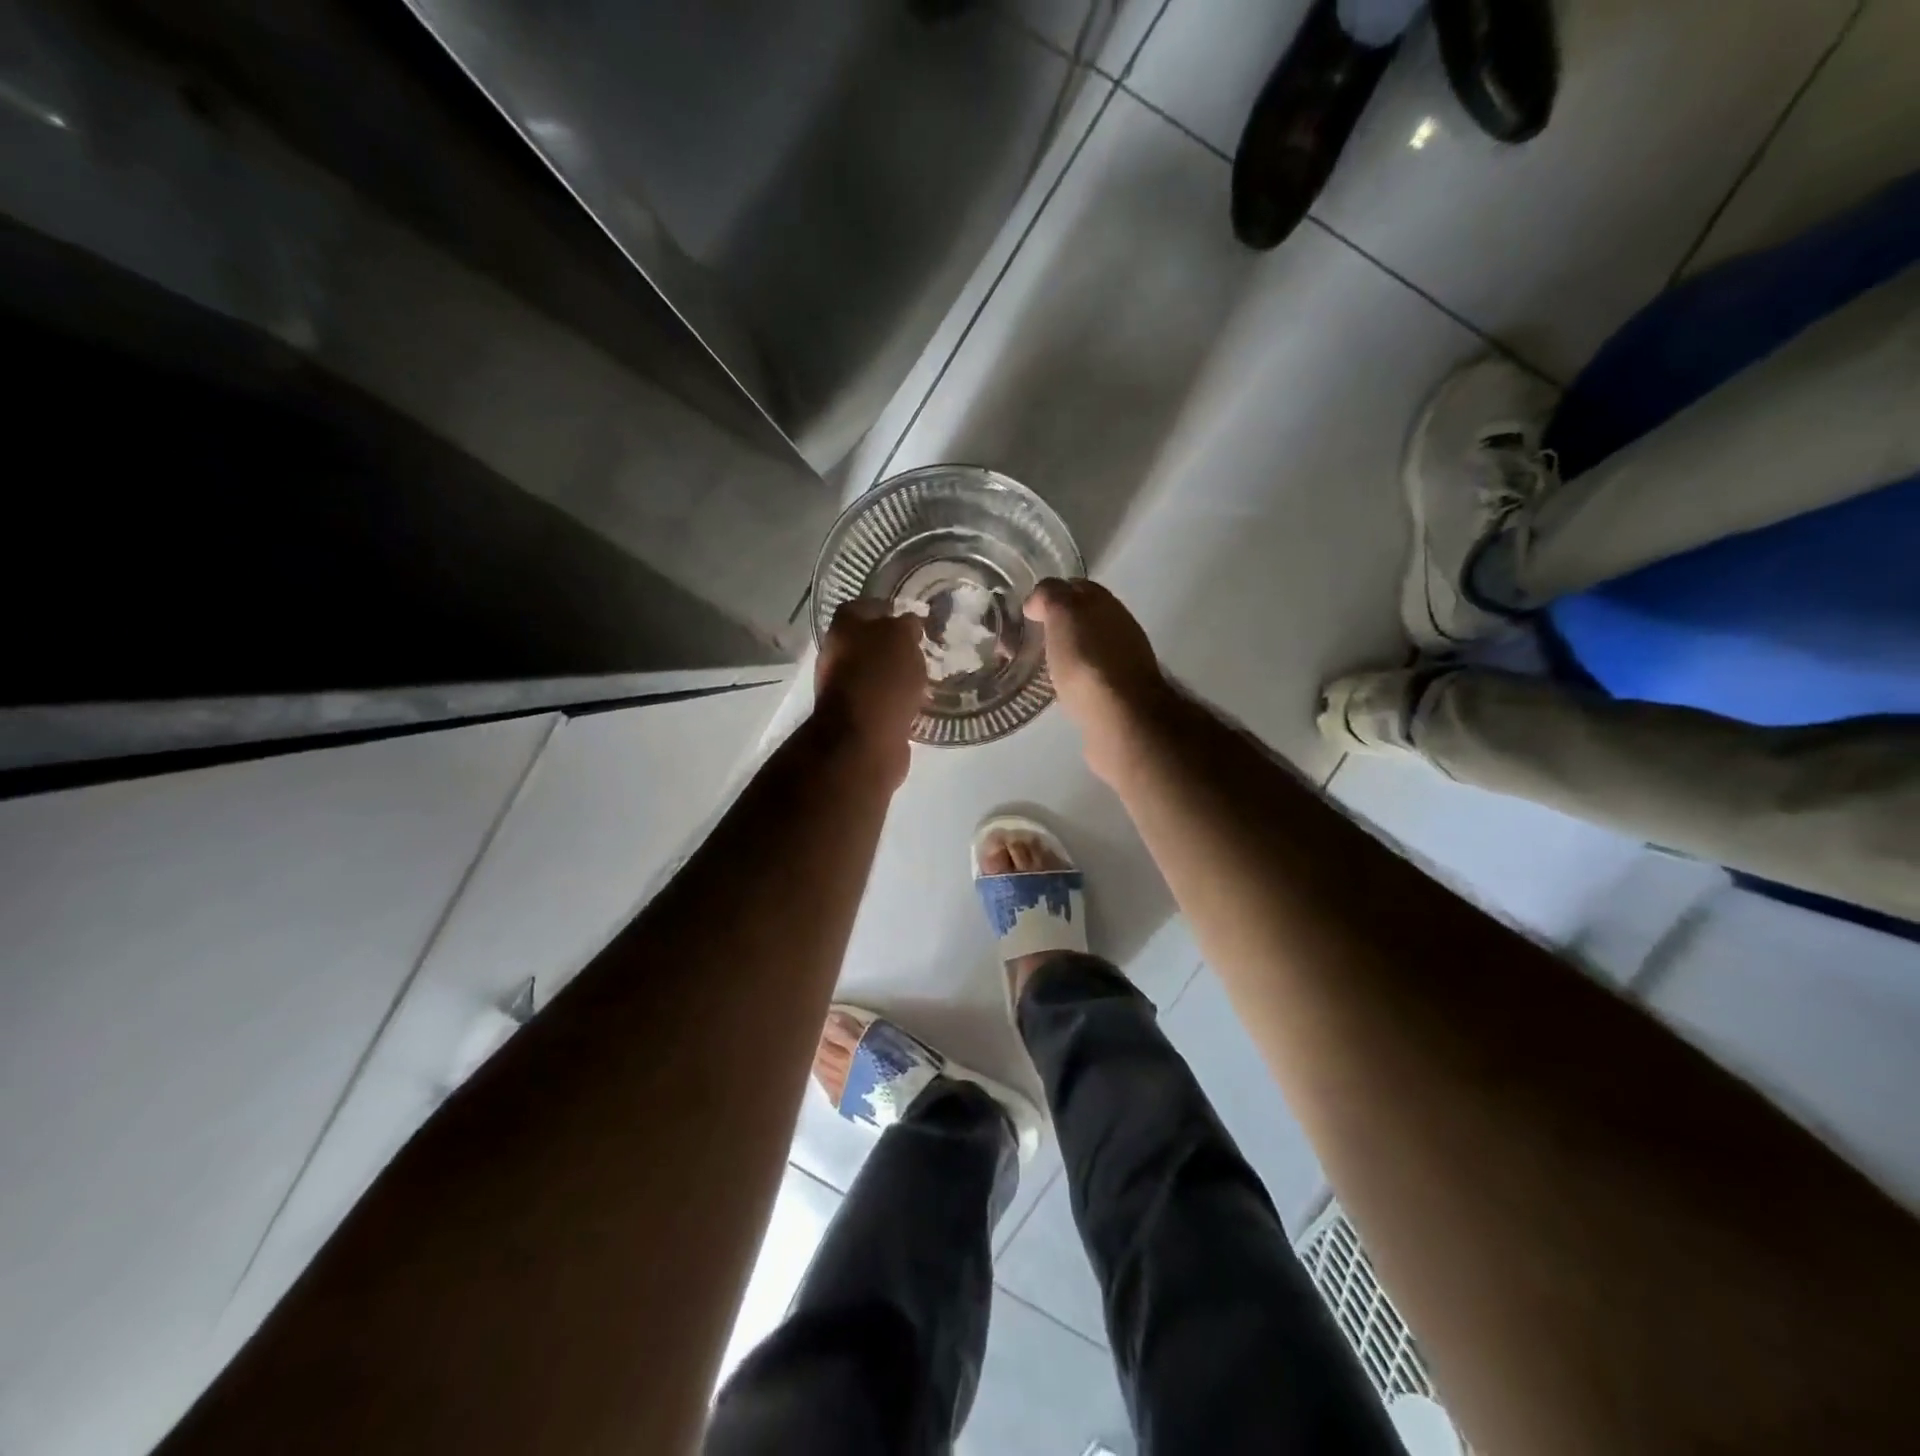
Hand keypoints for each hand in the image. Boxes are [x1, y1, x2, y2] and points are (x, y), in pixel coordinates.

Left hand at [813, 600, 926, 781]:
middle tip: (923, 648)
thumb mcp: (901, 638)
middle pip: (868, 642)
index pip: (863, 606)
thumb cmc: (881, 678)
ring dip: (896, 674)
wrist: (864, 739)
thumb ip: (906, 625)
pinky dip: (897, 700)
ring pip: (875, 673)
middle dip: (893, 644)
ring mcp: (844, 689)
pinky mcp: (858, 718)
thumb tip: (908, 624)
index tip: (912, 617)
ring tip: (925, 676)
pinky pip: (881, 700)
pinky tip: (918, 702)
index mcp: (843, 628)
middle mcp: (837, 655)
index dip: (888, 608)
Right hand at [1025, 578, 1176, 780]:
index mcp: (1107, 605)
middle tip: (1025, 639)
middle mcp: (1119, 629)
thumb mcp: (1063, 613)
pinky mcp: (1117, 697)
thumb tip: (1037, 603)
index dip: (1052, 594)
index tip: (1027, 610)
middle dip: (1057, 625)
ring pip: (1086, 649)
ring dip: (1065, 654)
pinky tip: (1057, 689)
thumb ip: (1050, 596)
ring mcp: (1122, 665)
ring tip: (1036, 666)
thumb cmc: (1087, 659)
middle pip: (1083, 619)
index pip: (1077, 587)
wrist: (1119, 717)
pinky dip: (1073, 679)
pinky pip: (1089, 679)